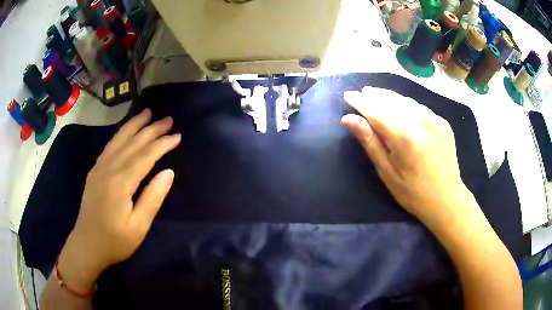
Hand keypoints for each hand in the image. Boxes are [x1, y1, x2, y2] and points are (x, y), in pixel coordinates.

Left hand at [58, 109, 180, 291]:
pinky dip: (120, 135)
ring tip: (147, 113)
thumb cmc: (115, 241)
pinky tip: (126, 131)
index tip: (177, 136)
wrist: (87, 245)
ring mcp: (99, 168)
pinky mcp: (95, 171)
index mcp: (120, 183)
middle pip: (132, 143)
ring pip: (119, 140)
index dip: (162, 144)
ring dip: (134, 125)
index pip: (145, 156)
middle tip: (168, 119)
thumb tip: (169, 173)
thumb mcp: (138, 227)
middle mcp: (108, 169)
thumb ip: (152, 198)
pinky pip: (109, 147)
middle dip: (151, 129)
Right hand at [342, 87, 471, 228]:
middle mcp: (420, 123)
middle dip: (374, 95)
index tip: (348, 95)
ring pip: (406, 101)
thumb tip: (348, 118)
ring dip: (390, 97)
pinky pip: (420, 107)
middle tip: (361, 92)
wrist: (446, 199)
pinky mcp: (442, 122)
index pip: (376, 112)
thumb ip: (370, 142)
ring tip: (376, 94)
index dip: (361, 102)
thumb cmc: (412, 192)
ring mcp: (434, 120)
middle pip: (392, 101)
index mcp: (404, 138)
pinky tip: (400, 106)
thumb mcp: (387, 172)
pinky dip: (406, 104)